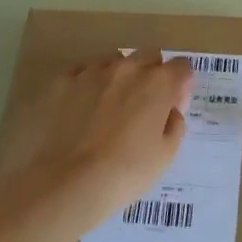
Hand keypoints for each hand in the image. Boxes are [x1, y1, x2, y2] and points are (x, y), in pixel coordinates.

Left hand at [0, 51, 193, 232]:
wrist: (62, 186)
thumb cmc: (122, 175)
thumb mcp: (164, 157)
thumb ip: (174, 126)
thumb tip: (170, 111)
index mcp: (157, 84)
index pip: (181, 67)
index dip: (180, 84)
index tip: (173, 104)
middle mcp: (126, 68)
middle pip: (148, 56)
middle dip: (151, 73)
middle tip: (142, 105)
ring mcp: (90, 72)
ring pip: (112, 61)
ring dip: (117, 76)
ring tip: (107, 107)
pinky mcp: (60, 82)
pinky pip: (79, 73)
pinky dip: (85, 85)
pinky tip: (78, 109)